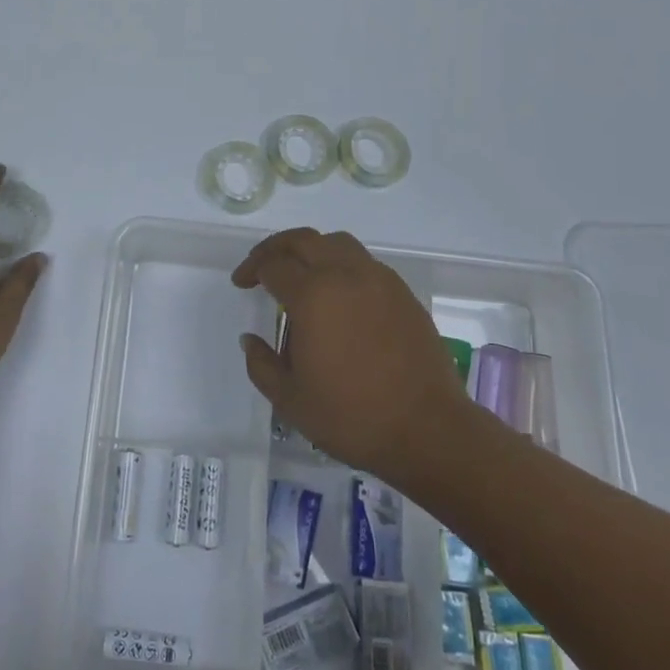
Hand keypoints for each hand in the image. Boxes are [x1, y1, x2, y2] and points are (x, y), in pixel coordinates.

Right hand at [233, 228, 469, 485]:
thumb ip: (262, 364)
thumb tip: (250, 339)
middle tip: (261, 266)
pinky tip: (338, 295)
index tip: (242, 284)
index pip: (273, 265)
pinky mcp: (403, 293)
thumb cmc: (352, 416)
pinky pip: (364, 262)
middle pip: (303, 240)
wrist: (428, 430)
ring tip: (301, 273)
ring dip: (311, 249)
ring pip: (337, 243)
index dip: (251, 270)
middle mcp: (345, 275)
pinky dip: (341, 264)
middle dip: (276, 247)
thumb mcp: (290, 400)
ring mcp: (379, 280)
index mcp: (313, 296)